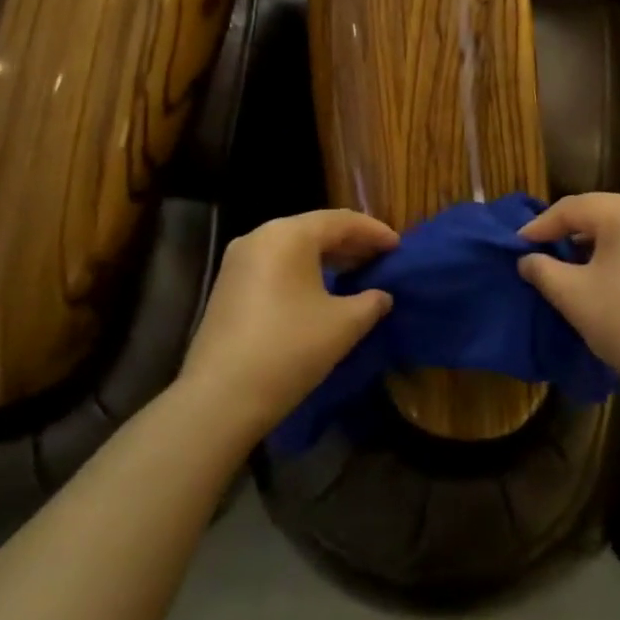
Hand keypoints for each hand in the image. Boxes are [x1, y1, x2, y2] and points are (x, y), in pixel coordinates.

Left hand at [179, 209, 398, 436]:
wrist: (220, 397)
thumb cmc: (290, 349)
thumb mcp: (343, 325)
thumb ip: (371, 302)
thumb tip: (381, 296)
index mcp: (288, 234)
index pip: (341, 221)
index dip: (374, 232)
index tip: (398, 247)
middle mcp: (260, 236)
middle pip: (314, 229)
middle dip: (350, 243)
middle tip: (380, 258)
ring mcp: (238, 261)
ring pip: (293, 247)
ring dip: (326, 257)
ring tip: (355, 272)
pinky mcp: (228, 286)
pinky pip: (275, 264)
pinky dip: (302, 270)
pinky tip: (321, 290)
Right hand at [518, 193, 619, 403]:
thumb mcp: (572, 295)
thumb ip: (542, 269)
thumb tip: (527, 259)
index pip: (572, 208)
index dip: (540, 227)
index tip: (516, 246)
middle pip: (601, 213)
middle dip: (568, 233)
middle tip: (541, 253)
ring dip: (595, 245)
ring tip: (570, 267)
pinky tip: (607, 278)